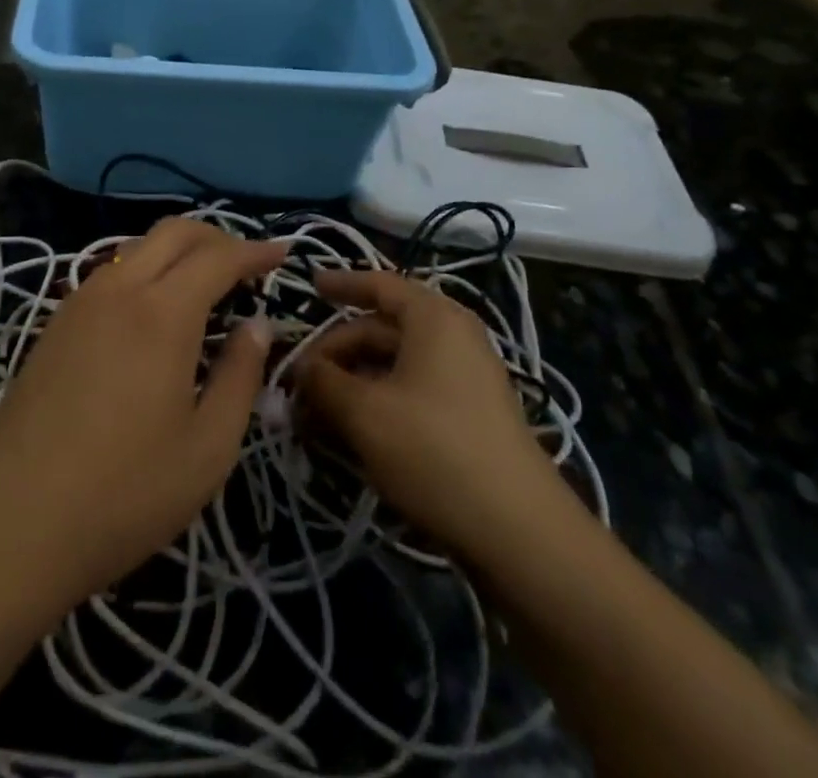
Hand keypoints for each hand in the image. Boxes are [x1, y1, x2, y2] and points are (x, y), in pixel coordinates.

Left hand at [0, 218, 282, 613]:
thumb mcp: (207, 448)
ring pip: (138, 248)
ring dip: (178, 252)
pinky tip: (154, 312)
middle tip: (247, 265)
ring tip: (205, 287)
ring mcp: (80, 302)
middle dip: (216, 237)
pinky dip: (145, 271)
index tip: (282, 253)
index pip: (218, 257)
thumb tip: (256, 325)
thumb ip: (240, 376)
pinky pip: (111, 273)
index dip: (254, 250)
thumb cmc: (123, 493)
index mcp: (162, 312)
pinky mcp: (55, 324)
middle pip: (173, 232)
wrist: (10, 521)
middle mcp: (119, 289)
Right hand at [295, 270, 583, 567]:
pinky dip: (377, 402)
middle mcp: (452, 337)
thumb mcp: (364, 413)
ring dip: (351, 382)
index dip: (340, 284)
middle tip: (296, 382)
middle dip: (335, 352)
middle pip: (380, 328)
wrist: (520, 533)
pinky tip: (350, 432)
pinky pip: (411, 391)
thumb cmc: (435, 451)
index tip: (308, 287)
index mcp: (433, 317)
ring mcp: (465, 378)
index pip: (379, 283)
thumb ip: (323, 382)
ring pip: (393, 364)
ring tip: (314, 412)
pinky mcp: (468, 416)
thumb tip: (300, 368)